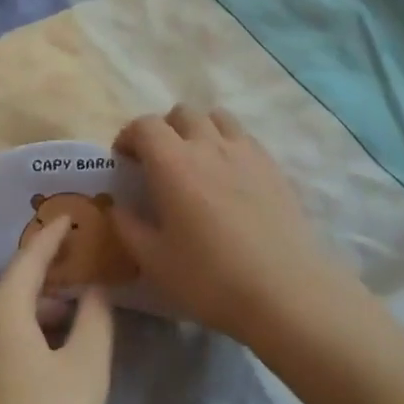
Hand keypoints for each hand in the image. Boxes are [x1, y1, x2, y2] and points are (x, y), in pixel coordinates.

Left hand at [0, 217, 114, 403]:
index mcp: (0, 317)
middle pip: (9, 296)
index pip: (27, 261)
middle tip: (77, 291)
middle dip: (44, 288)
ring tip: (61, 340)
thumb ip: (95, 320)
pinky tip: (31, 383)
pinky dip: (11, 351)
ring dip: (28, 323)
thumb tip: (93, 290)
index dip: (50, 237)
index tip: (68, 218)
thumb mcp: (87, 371)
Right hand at [112, 105, 351, 345]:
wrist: (285, 290)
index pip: (144, 125)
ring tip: (197, 160)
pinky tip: (229, 175)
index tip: (124, 160)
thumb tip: (118, 206)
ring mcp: (244, 150)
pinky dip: (228, 143)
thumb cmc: (210, 278)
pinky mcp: (272, 164)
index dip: (129, 136)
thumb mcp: (155, 261)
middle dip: (164, 130)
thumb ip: (128, 228)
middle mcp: (207, 144)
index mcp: (172, 162)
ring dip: (199, 129)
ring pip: (216, 117)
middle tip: (159, 162)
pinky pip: (243, 136)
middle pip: (181, 113)